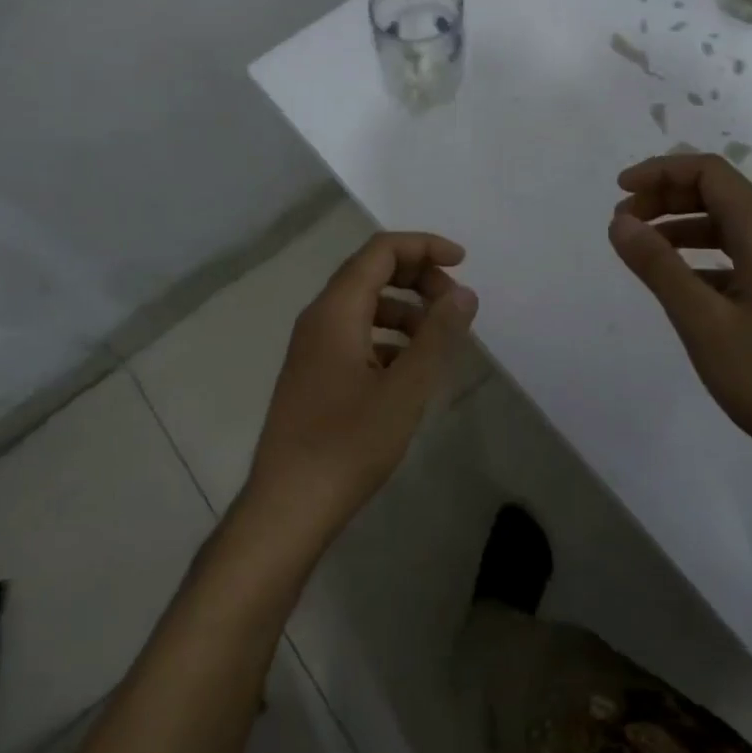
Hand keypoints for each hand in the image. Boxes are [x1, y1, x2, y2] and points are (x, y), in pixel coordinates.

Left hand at [241, 232, 478, 548]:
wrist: (287, 506)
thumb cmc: (348, 444)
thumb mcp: (405, 389)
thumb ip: (437, 335)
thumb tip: (464, 293)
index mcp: (335, 310)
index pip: (380, 251)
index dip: (423, 246)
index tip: (463, 262)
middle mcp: (319, 318)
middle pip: (370, 273)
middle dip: (417, 277)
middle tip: (455, 305)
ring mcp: (312, 347)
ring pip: (364, 306)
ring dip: (405, 309)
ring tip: (438, 340)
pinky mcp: (313, 374)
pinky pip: (355, 336)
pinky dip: (387, 338)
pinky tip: (409, 370)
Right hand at [607, 153, 751, 481]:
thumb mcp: (701, 321)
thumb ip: (658, 266)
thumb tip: (618, 221)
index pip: (711, 173)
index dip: (661, 172)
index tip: (619, 193)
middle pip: (718, 193)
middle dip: (666, 196)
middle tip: (623, 223)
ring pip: (725, 225)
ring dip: (679, 225)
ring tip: (640, 247)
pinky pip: (733, 255)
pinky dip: (697, 255)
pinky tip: (675, 281)